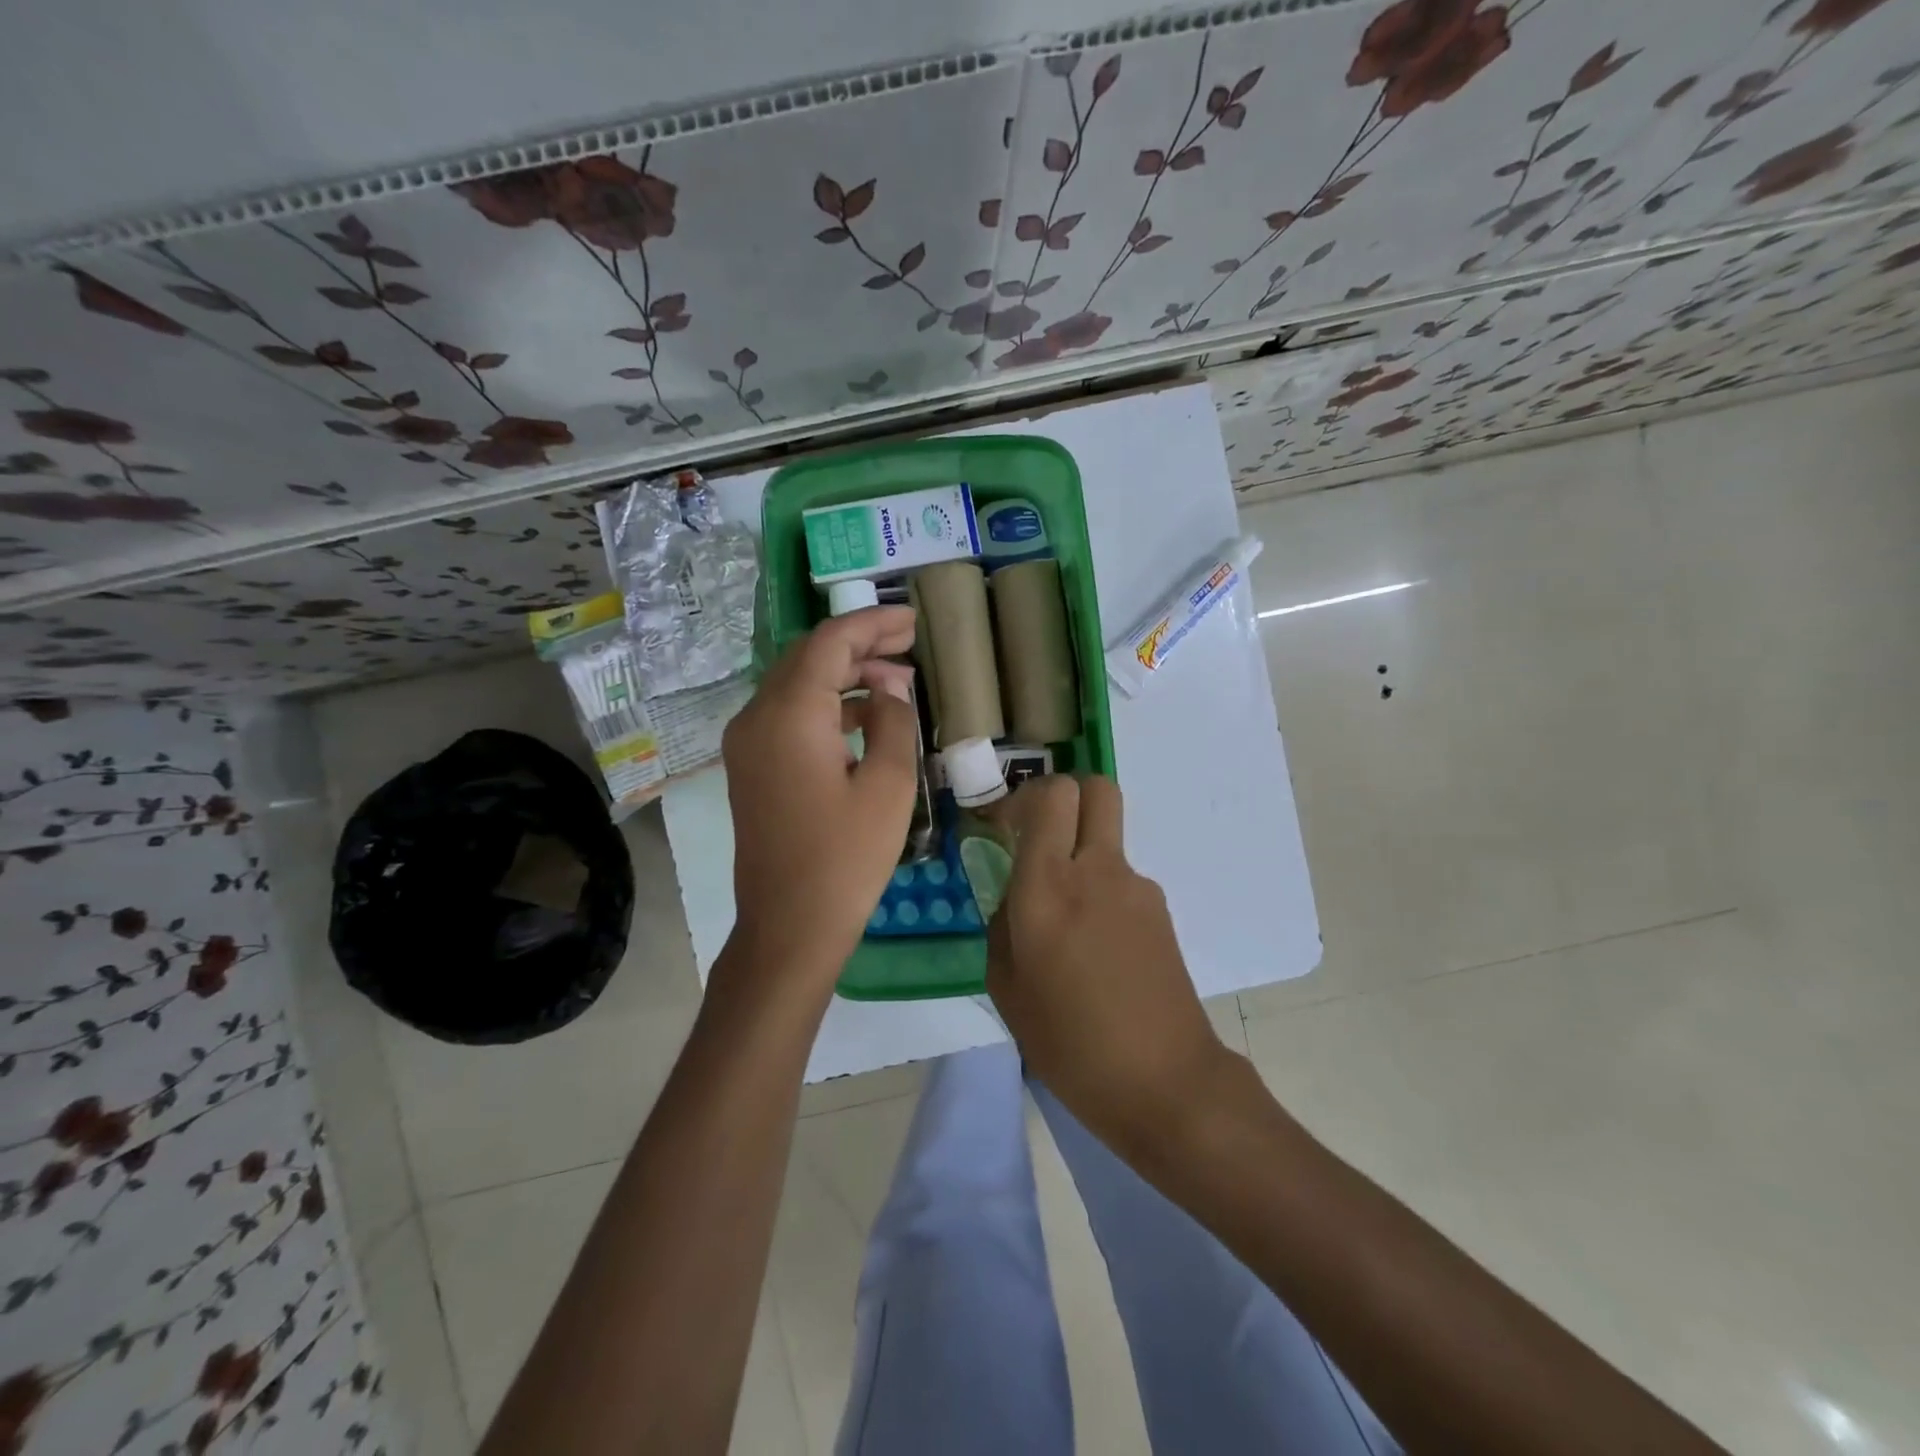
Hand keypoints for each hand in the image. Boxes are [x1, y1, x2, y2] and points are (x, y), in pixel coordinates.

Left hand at [720, 606, 918, 996]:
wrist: (788, 926)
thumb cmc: (846, 858)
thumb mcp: (888, 785)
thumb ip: (892, 721)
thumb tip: (890, 689)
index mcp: (789, 714)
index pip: (830, 643)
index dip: (874, 624)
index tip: (914, 620)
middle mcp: (756, 716)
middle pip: (808, 656)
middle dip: (859, 644)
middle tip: (909, 642)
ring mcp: (747, 742)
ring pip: (797, 684)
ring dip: (843, 673)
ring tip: (895, 677)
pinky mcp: (751, 765)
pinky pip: (788, 714)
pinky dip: (825, 703)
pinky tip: (863, 713)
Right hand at [986, 775, 1230, 1153]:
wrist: (1165, 1082)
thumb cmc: (1070, 1043)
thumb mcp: (1007, 988)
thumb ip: (1003, 925)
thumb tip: (1015, 896)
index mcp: (1047, 887)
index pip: (1051, 796)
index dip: (1024, 797)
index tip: (1005, 825)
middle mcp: (1096, 870)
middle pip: (1095, 788)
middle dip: (1065, 796)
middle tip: (1039, 835)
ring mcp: (1136, 887)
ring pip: (1106, 838)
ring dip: (1081, 854)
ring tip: (1067, 923)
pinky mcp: (1161, 909)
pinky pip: (1120, 879)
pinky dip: (1102, 892)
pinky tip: (1096, 949)